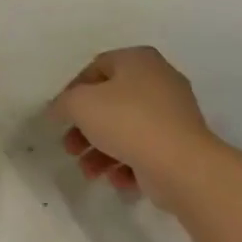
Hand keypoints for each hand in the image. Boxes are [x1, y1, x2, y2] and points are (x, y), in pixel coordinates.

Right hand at [48, 47, 223, 206]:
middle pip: (110, 103)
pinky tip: (118, 180)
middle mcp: (159, 80)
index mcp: (138, 60)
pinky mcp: (181, 144)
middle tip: (70, 148)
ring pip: (126, 130)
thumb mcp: (80, 104)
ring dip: (101, 152)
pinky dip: (128, 164)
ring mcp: (174, 114)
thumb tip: (59, 109)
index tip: (61, 117)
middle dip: (85, 130)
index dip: (73, 92)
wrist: (181, 165)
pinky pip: (146, 149)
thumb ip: (63, 103)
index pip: (96, 67)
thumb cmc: (127, 121)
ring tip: (89, 173)